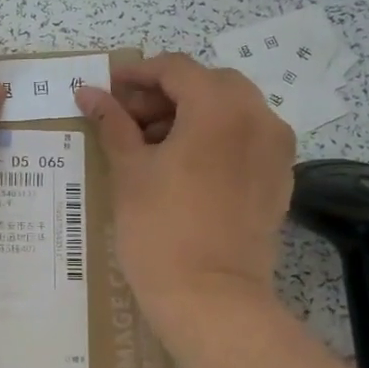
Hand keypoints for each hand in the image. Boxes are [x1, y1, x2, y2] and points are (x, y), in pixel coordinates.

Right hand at [75, 54, 294, 339]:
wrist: (211, 298)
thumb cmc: (160, 230)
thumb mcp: (129, 171)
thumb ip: (113, 123)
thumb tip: (89, 92)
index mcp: (220, 108)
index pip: (177, 69)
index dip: (138, 73)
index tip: (108, 87)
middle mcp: (258, 117)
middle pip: (209, 84)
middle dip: (166, 94)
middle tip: (128, 119)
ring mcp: (275, 149)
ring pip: (231, 110)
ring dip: (191, 114)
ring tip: (152, 146)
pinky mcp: (279, 178)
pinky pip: (246, 139)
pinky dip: (215, 138)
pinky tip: (184, 166)